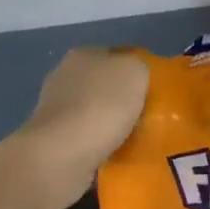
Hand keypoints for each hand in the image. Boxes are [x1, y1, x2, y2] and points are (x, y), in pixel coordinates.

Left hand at [8, 47, 149, 208]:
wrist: (63, 154)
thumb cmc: (102, 105)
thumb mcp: (136, 72)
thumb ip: (139, 67)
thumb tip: (136, 76)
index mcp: (84, 54)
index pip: (116, 55)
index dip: (138, 71)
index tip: (156, 91)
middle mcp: (65, 76)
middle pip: (105, 84)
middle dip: (124, 99)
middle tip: (150, 116)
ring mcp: (56, 109)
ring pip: (95, 112)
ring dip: (112, 124)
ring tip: (136, 139)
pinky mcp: (53, 139)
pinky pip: (87, 137)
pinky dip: (101, 144)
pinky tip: (116, 154)